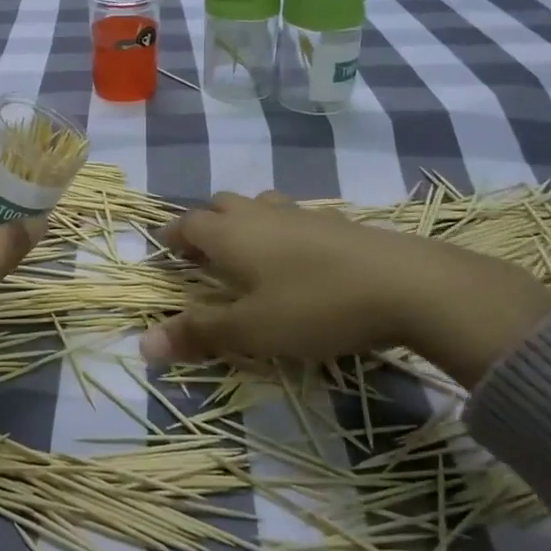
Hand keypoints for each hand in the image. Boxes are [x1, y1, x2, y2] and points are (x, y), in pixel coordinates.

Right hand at [139, 191, 550, 387]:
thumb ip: (199, 333)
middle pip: (219, 205)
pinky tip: (300, 255)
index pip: (186, 225)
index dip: (171, 238)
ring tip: (248, 250)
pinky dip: (284, 229)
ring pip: (258, 205)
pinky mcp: (337, 221)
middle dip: (204, 225)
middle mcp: (258, 214)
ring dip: (244, 221)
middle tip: (203, 256)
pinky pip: (295, 216)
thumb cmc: (314, 306)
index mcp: (230, 234)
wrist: (406, 284)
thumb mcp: (252, 330)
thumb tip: (143, 345)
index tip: (164, 253)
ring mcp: (300, 213)